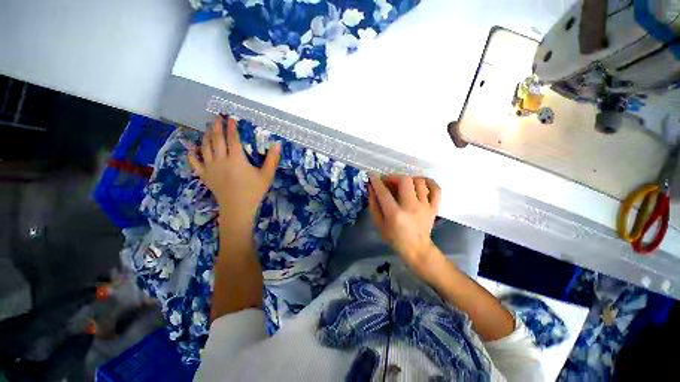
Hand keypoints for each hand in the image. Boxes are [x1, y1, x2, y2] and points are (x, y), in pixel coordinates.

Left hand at [188, 115, 279, 235]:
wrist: (237, 208)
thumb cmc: (254, 191)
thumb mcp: (267, 176)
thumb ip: (272, 159)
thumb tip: (277, 143)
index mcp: (236, 159)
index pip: (233, 138)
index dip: (232, 127)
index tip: (231, 117)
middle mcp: (220, 160)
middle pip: (216, 139)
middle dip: (217, 126)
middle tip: (217, 117)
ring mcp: (210, 167)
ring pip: (205, 147)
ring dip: (206, 135)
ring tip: (208, 127)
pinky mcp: (204, 175)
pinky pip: (194, 162)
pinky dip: (192, 153)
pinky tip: (193, 146)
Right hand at [368, 175, 441, 272]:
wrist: (417, 249)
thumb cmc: (395, 238)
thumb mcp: (379, 224)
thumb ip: (374, 205)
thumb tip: (372, 188)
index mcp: (395, 214)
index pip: (384, 192)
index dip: (376, 182)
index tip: (372, 176)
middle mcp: (411, 207)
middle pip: (405, 181)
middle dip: (394, 177)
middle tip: (388, 182)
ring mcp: (425, 206)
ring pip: (419, 182)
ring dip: (408, 179)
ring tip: (402, 184)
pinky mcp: (434, 207)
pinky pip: (435, 188)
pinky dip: (428, 182)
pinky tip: (420, 183)